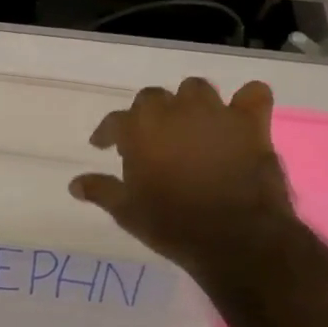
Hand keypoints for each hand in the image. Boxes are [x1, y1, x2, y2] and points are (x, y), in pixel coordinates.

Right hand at [70, 78, 293, 269]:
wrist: (235, 237)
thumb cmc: (172, 224)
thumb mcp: (127, 212)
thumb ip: (101, 191)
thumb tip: (75, 184)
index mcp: (139, 129)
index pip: (114, 121)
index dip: (107, 134)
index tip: (103, 146)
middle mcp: (174, 111)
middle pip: (152, 98)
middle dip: (147, 114)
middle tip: (149, 139)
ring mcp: (214, 113)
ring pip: (195, 89)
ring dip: (188, 103)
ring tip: (188, 124)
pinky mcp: (250, 124)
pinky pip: (252, 95)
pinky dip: (246, 101)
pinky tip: (239, 116)